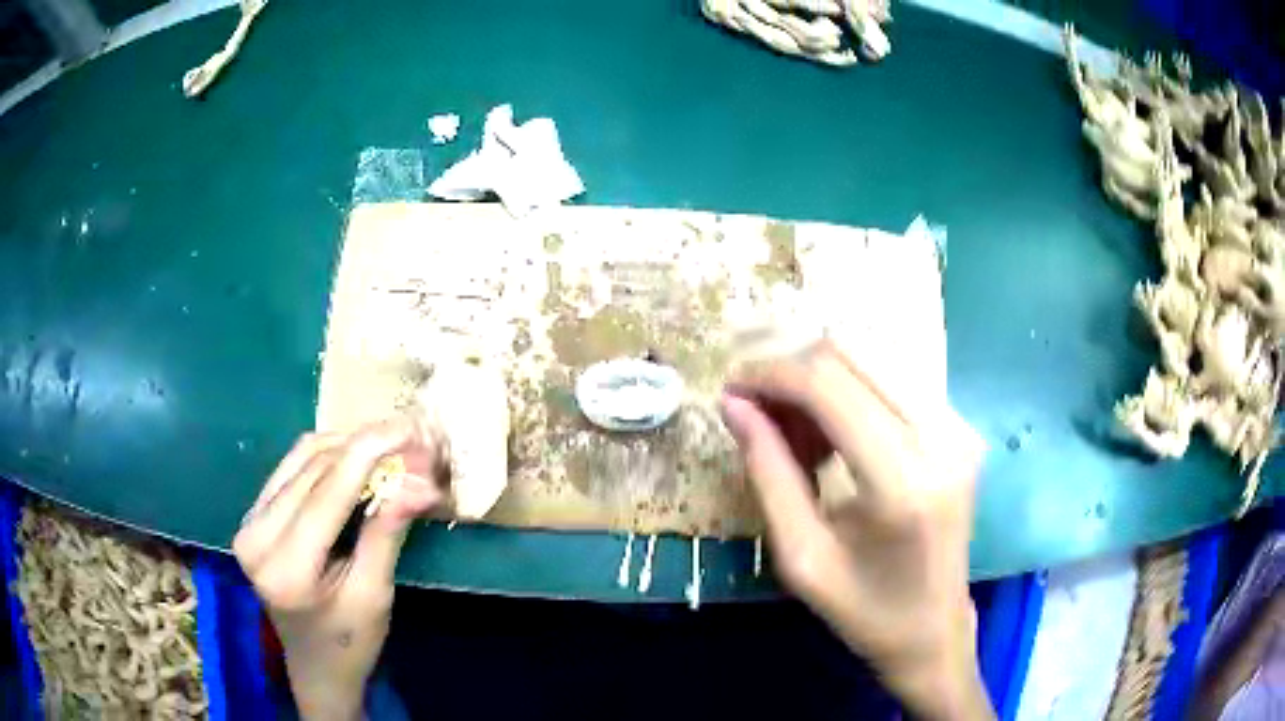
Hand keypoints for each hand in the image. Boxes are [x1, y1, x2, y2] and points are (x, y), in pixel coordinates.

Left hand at [234, 417, 443, 720]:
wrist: (315, 665)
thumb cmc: (350, 643)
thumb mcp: (375, 594)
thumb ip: (387, 532)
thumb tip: (422, 483)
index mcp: (285, 568)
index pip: (327, 492)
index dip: (369, 452)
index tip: (409, 428)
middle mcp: (255, 536)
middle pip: (312, 468)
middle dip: (364, 447)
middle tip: (409, 441)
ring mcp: (248, 522)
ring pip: (300, 459)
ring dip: (346, 447)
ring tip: (388, 448)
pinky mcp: (252, 515)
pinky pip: (291, 469)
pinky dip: (327, 458)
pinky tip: (355, 460)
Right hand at [720, 339, 991, 719]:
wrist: (934, 630)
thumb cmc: (865, 610)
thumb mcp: (801, 556)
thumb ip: (768, 473)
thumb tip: (733, 405)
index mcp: (901, 481)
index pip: (828, 385)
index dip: (771, 375)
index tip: (732, 391)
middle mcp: (939, 437)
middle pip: (851, 354)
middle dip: (792, 371)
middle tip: (758, 413)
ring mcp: (957, 427)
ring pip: (872, 356)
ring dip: (821, 380)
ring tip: (794, 431)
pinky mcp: (960, 428)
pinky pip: (893, 379)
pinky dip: (850, 392)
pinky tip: (833, 435)